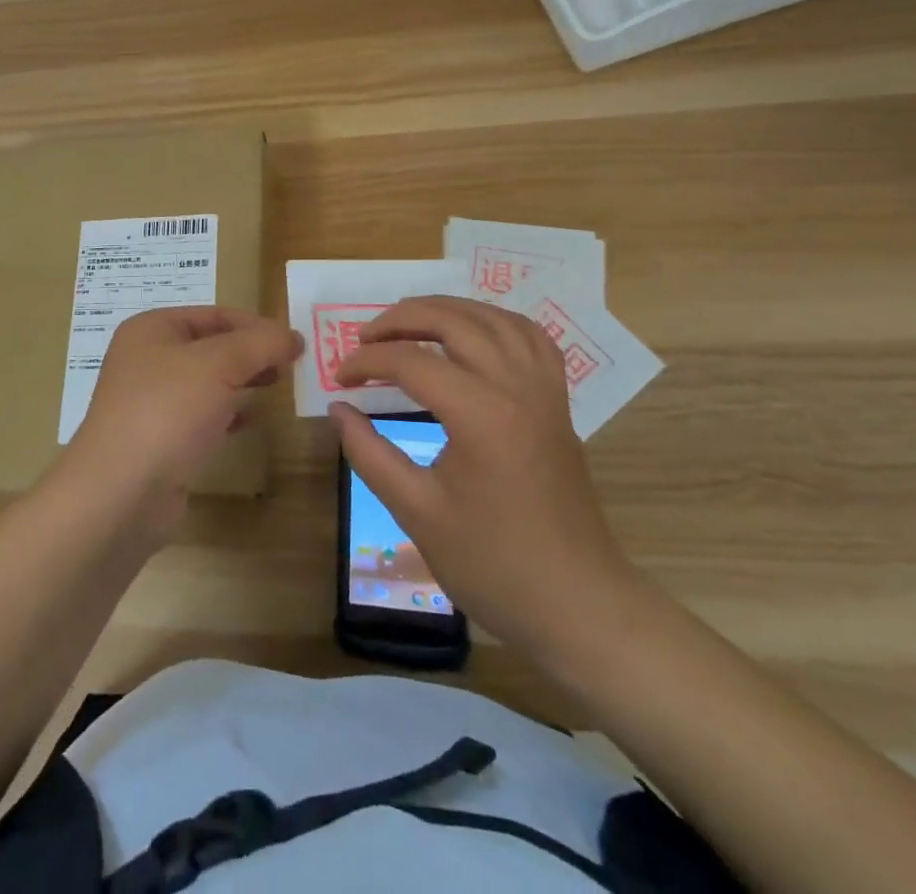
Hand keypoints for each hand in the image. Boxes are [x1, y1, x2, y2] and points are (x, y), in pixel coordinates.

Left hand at [61, 306, 301, 535]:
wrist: (121, 493)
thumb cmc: (167, 411)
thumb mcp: (220, 364)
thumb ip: (260, 344)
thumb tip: (293, 336)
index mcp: (152, 329)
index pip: (215, 314)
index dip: (256, 325)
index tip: (294, 342)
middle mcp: (147, 359)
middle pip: (211, 346)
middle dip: (251, 353)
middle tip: (291, 365)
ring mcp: (151, 402)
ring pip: (207, 381)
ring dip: (242, 381)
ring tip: (277, 386)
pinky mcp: (159, 439)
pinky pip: (200, 415)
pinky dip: (228, 413)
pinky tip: (251, 420)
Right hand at [331, 296, 642, 676]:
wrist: (578, 605)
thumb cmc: (493, 565)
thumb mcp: (417, 512)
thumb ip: (370, 453)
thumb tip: (338, 410)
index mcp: (481, 414)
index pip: (411, 362)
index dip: (367, 362)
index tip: (339, 378)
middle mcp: (516, 387)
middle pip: (454, 321)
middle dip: (401, 318)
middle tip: (365, 337)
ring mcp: (544, 391)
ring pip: (494, 318)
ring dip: (447, 310)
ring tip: (409, 323)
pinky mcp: (558, 403)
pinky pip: (530, 338)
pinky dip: (495, 322)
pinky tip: (473, 334)